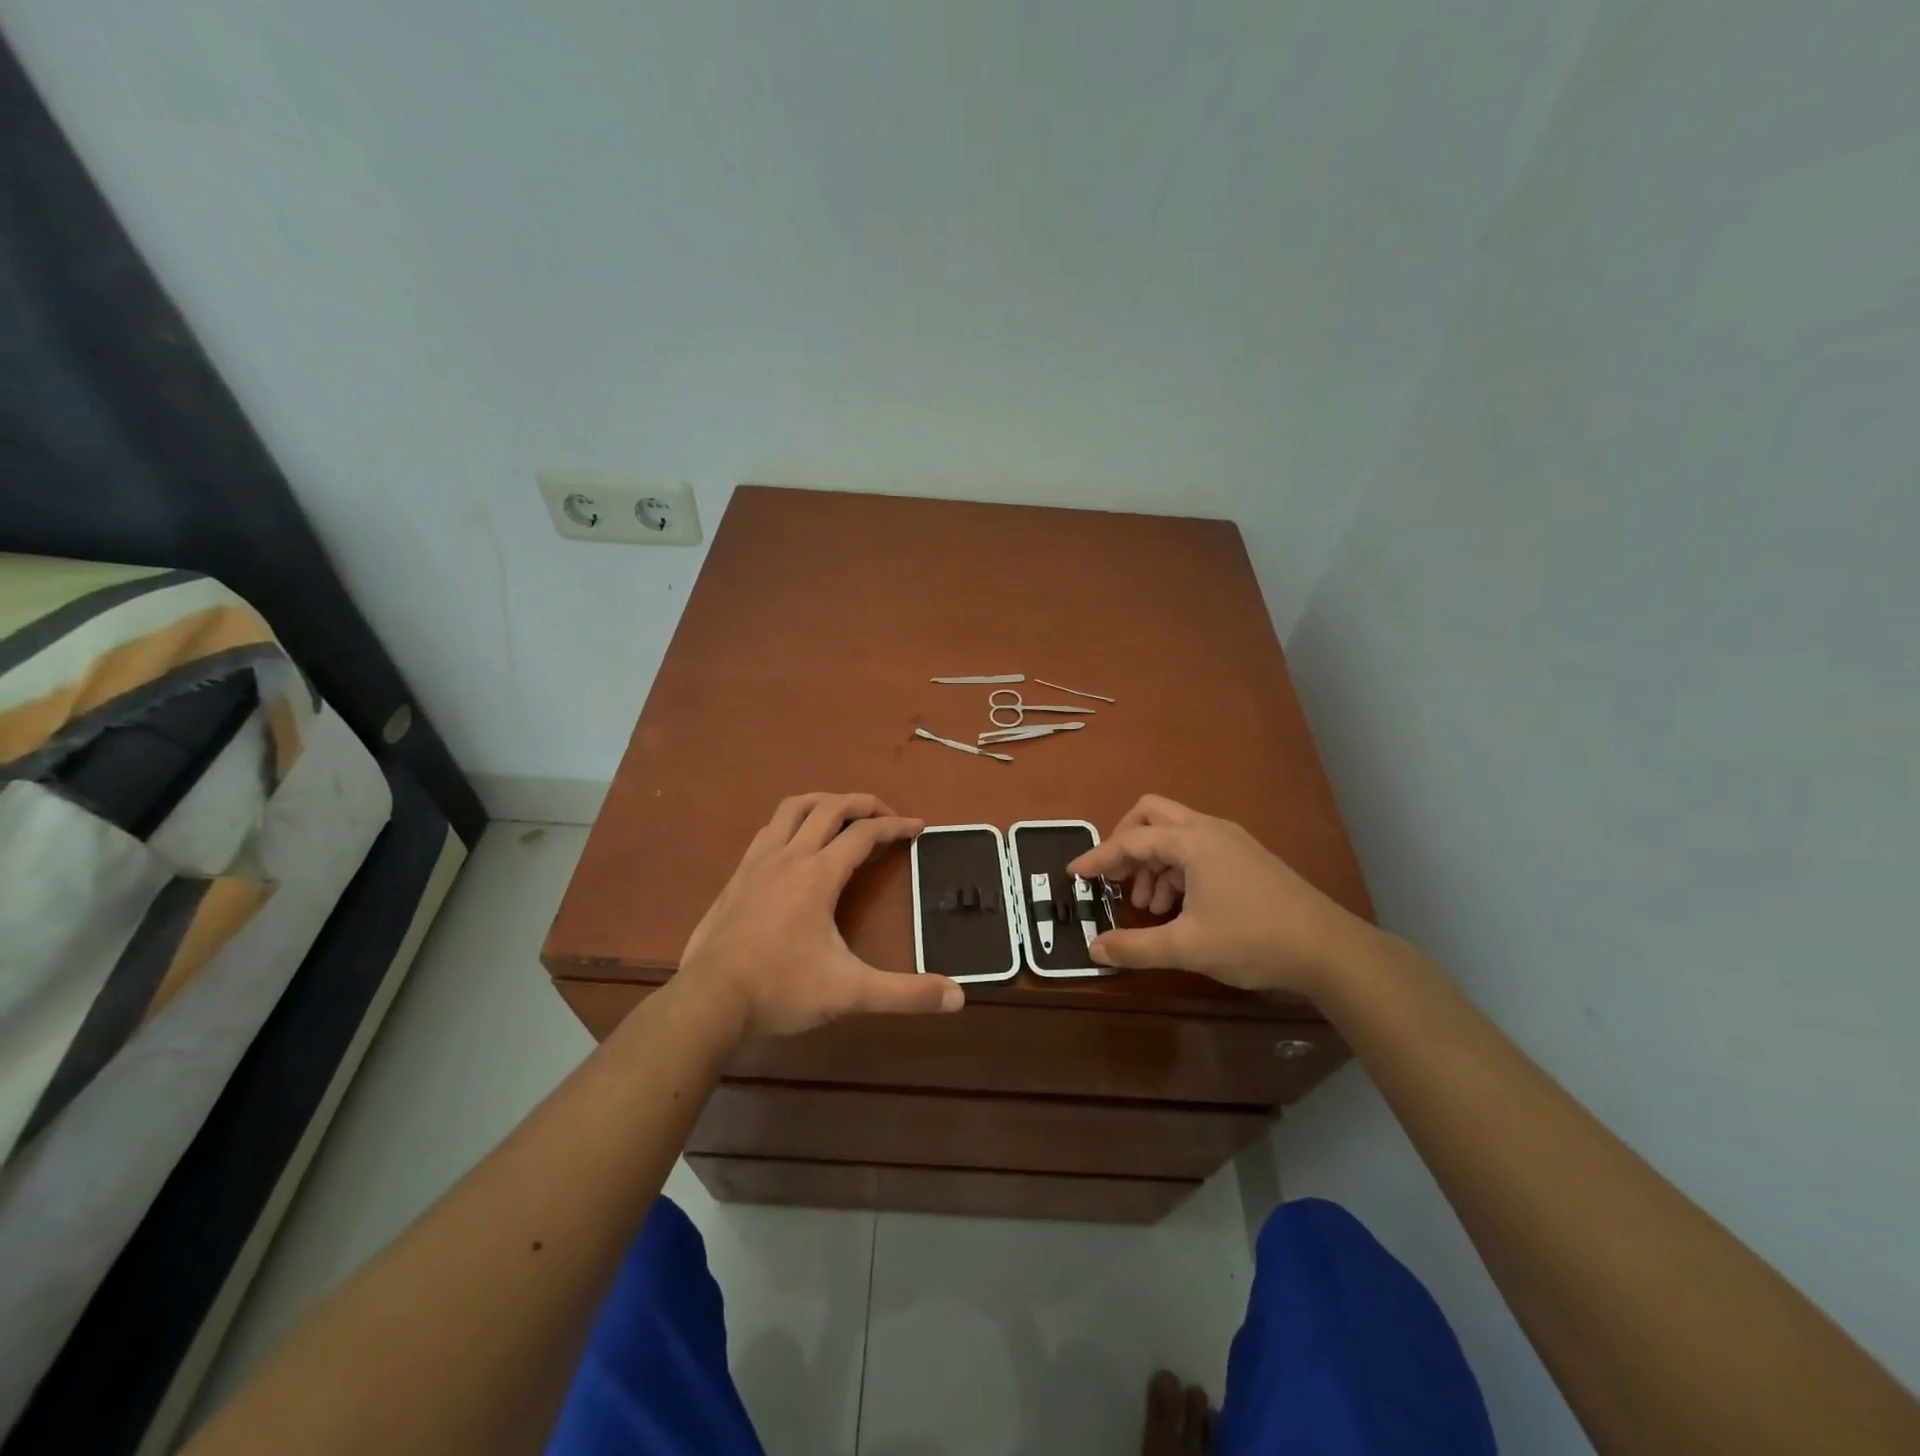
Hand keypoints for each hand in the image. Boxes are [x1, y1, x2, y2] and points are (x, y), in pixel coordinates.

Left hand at [678, 793, 964, 1039]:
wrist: (709, 1001)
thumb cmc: (782, 990)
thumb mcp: (850, 993)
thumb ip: (905, 994)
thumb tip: (959, 997)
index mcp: (819, 874)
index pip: (865, 833)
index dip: (896, 826)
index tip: (919, 827)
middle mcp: (790, 856)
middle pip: (830, 807)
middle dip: (864, 804)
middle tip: (886, 816)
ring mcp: (758, 862)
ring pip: (793, 808)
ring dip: (824, 802)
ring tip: (843, 814)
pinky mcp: (738, 875)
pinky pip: (769, 829)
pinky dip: (792, 822)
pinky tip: (796, 843)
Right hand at [1067, 794, 1382, 998]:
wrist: (1329, 950)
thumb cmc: (1253, 940)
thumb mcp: (1187, 947)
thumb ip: (1135, 947)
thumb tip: (1095, 949)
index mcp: (1192, 841)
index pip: (1130, 840)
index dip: (1098, 858)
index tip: (1075, 874)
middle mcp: (1209, 829)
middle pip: (1151, 814)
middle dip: (1125, 843)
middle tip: (1115, 879)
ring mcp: (1231, 840)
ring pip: (1175, 833)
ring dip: (1152, 862)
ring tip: (1149, 906)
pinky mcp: (1246, 856)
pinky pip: (1196, 848)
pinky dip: (1176, 868)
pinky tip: (1178, 906)